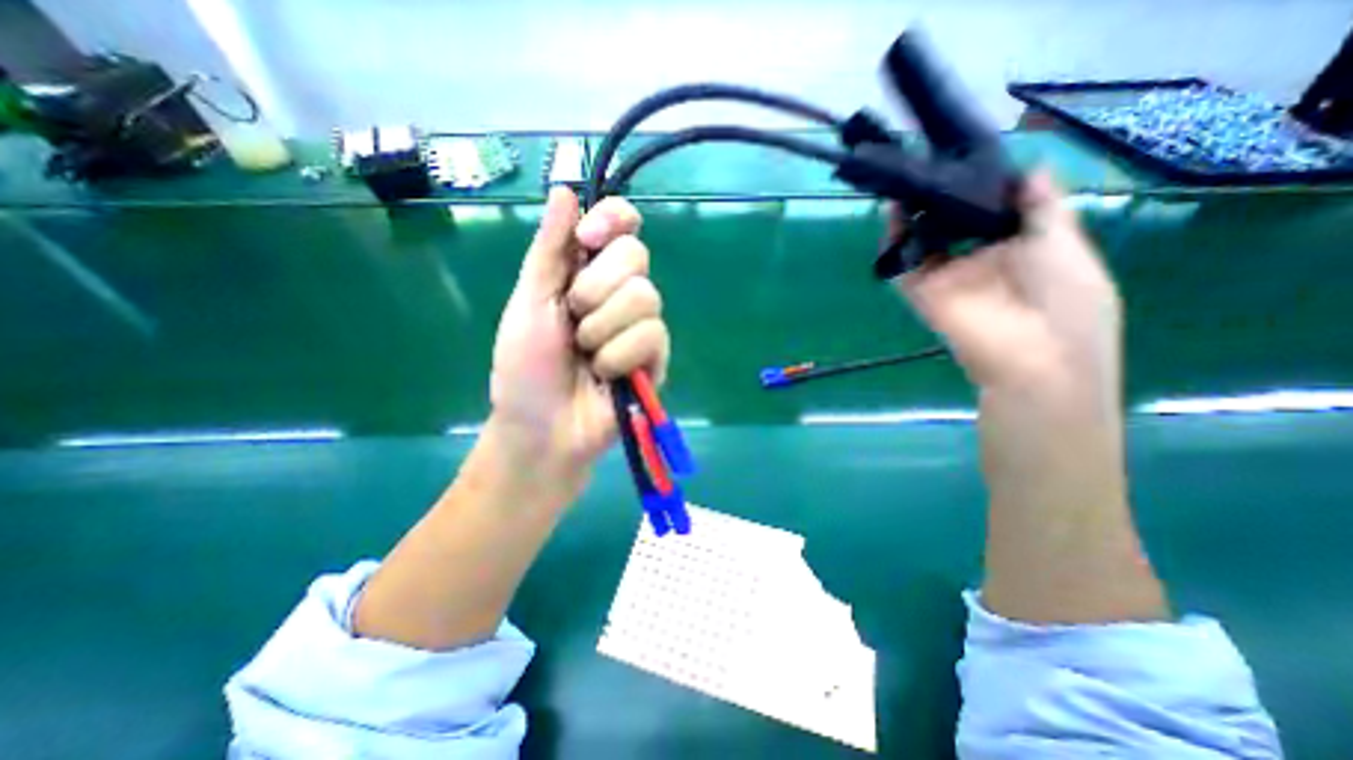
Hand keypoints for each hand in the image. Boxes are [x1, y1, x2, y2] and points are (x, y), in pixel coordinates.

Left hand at [491, 187, 670, 468]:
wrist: (543, 427)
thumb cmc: (526, 367)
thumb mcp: (529, 302)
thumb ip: (549, 250)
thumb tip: (565, 188)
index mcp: (587, 273)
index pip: (621, 225)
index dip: (612, 221)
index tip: (589, 239)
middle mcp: (620, 293)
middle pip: (636, 256)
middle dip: (596, 288)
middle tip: (573, 317)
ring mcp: (641, 325)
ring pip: (646, 297)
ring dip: (603, 328)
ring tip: (587, 356)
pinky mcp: (656, 357)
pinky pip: (652, 336)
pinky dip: (619, 356)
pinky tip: (607, 376)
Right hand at [896, 172, 1121, 410]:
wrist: (1036, 354)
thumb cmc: (1066, 298)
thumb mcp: (1065, 244)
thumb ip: (1043, 208)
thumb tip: (1032, 169)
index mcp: (1016, 250)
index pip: (990, 214)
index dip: (978, 189)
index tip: (967, 158)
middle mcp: (978, 262)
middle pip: (951, 227)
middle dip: (940, 201)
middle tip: (931, 165)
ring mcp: (947, 278)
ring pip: (923, 244)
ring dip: (913, 217)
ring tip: (908, 180)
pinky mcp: (924, 292)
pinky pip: (904, 266)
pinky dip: (895, 243)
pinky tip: (894, 212)